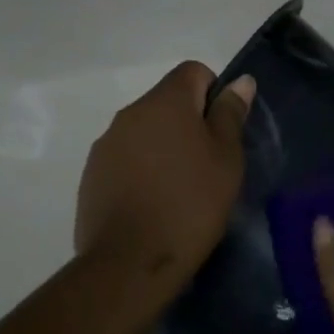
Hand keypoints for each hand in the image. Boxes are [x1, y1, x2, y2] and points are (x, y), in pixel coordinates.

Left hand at [75, 62, 254, 281]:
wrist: (130, 262)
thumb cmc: (191, 204)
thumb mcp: (226, 159)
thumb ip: (230, 115)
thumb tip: (240, 81)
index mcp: (164, 101)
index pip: (193, 71)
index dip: (214, 94)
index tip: (221, 133)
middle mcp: (129, 113)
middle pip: (167, 102)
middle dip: (188, 124)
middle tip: (207, 166)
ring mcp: (106, 144)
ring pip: (145, 131)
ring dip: (163, 148)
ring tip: (179, 190)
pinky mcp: (92, 174)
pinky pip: (125, 158)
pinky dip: (141, 170)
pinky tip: (152, 204)